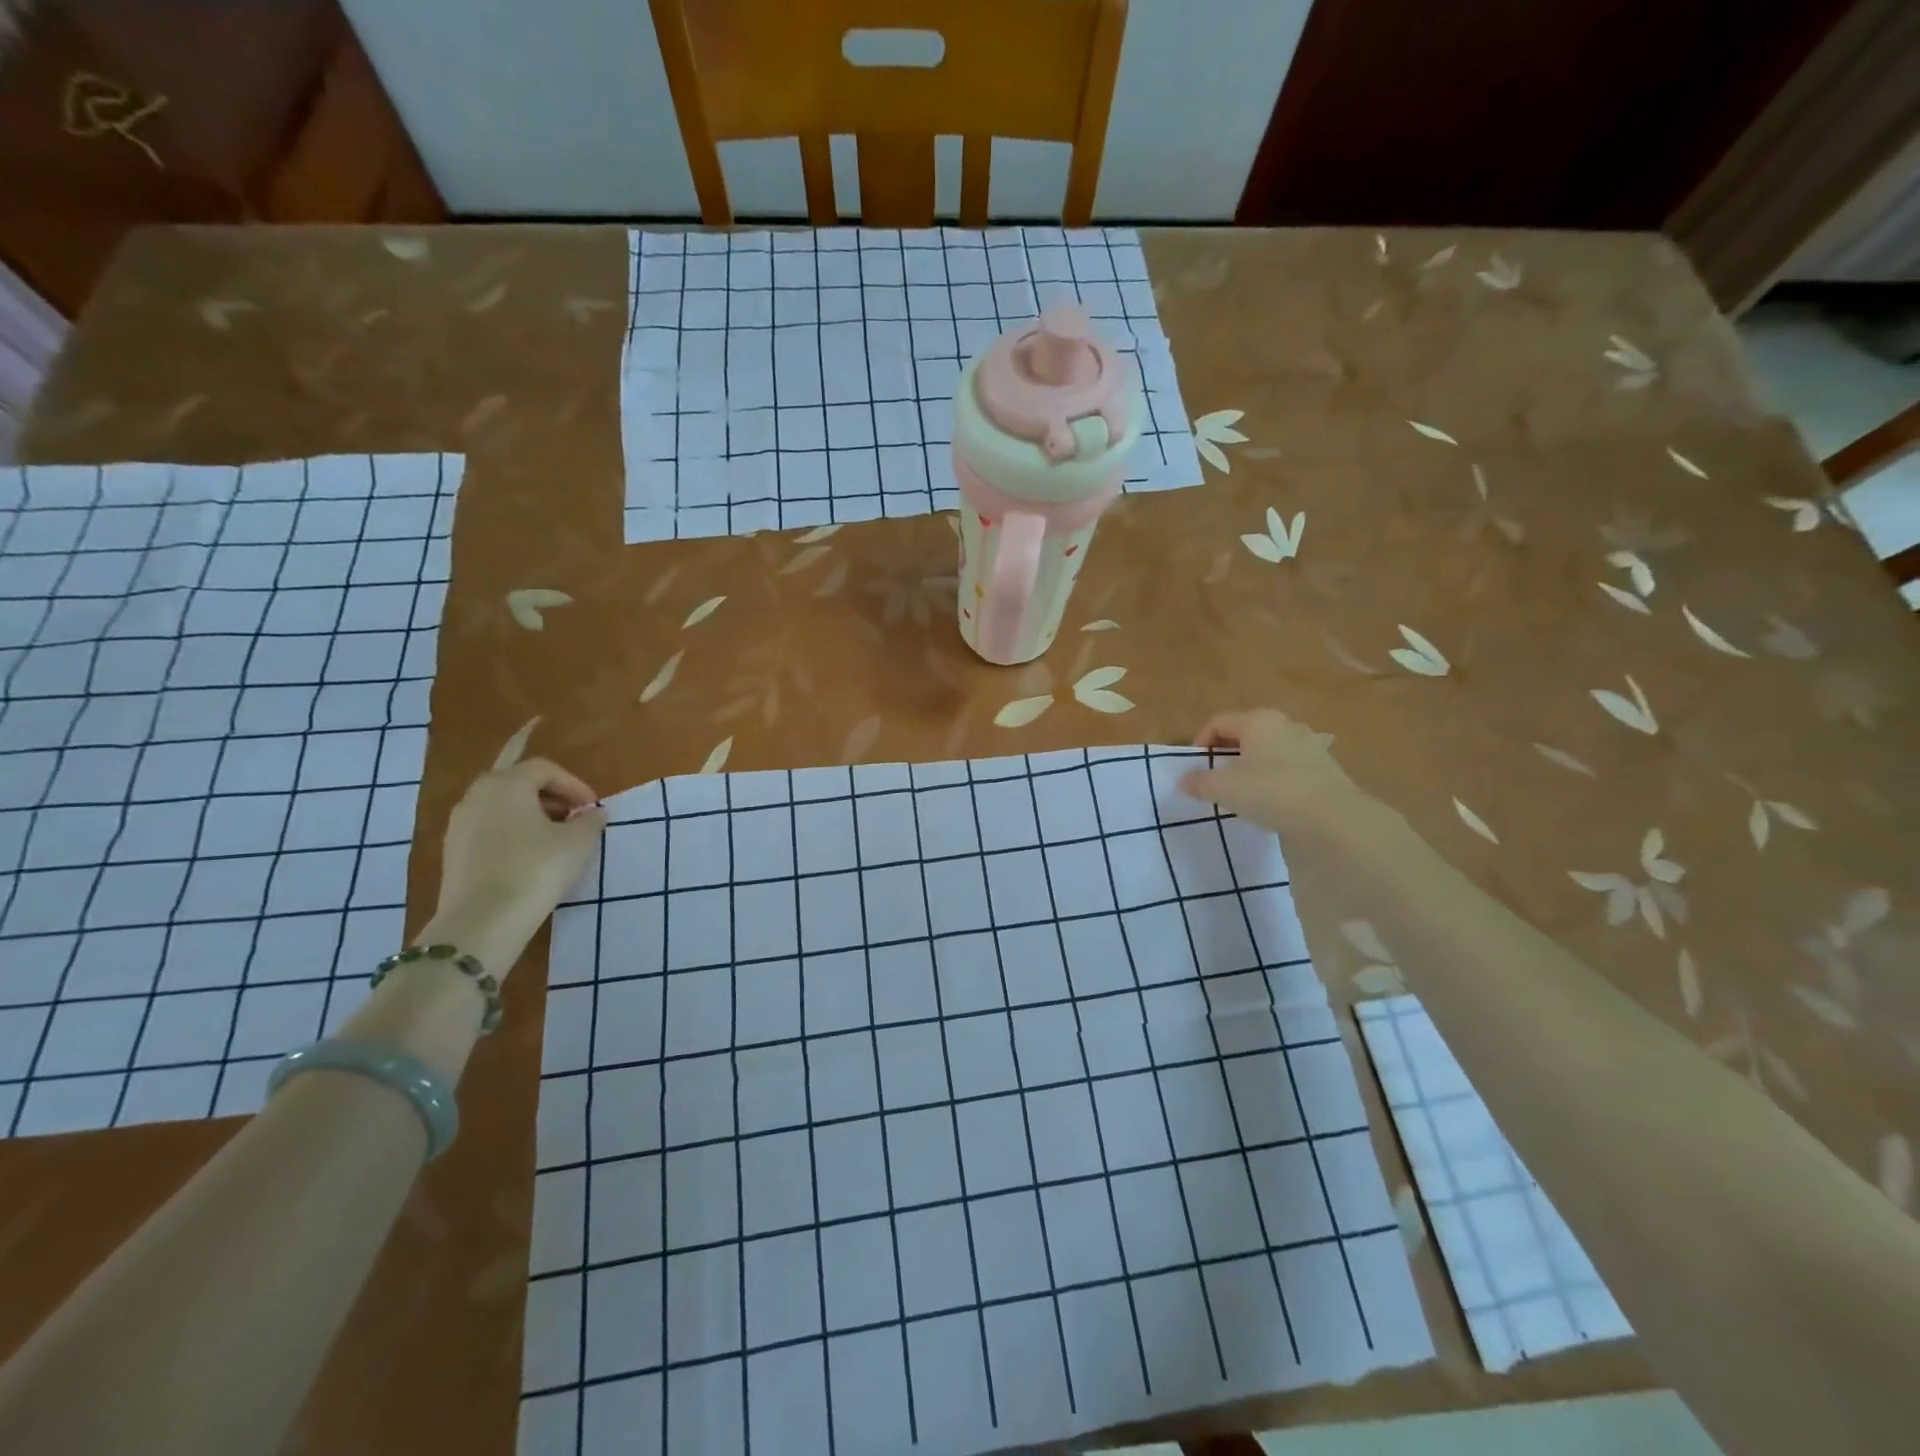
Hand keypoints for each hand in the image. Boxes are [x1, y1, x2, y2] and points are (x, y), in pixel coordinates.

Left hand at [425, 759, 606, 977]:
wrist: (483, 921)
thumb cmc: (536, 869)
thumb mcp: (578, 842)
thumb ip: (590, 821)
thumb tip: (592, 813)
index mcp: (506, 784)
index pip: (544, 768)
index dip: (574, 784)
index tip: (592, 808)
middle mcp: (477, 796)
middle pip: (517, 782)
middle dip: (550, 795)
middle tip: (573, 815)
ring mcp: (459, 824)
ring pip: (501, 806)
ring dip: (530, 814)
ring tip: (554, 838)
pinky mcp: (453, 852)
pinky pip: (488, 829)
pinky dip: (512, 833)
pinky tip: (530, 858)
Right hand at [1178, 708, 1360, 833]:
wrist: (1332, 818)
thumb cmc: (1271, 792)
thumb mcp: (1224, 789)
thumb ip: (1199, 782)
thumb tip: (1184, 780)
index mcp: (1257, 720)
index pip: (1218, 722)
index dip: (1200, 743)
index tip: (1195, 770)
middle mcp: (1284, 724)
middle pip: (1244, 733)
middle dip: (1226, 753)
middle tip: (1216, 779)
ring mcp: (1309, 744)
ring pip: (1268, 749)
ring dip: (1251, 765)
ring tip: (1243, 791)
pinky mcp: (1325, 766)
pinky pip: (1289, 766)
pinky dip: (1274, 777)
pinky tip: (1272, 800)